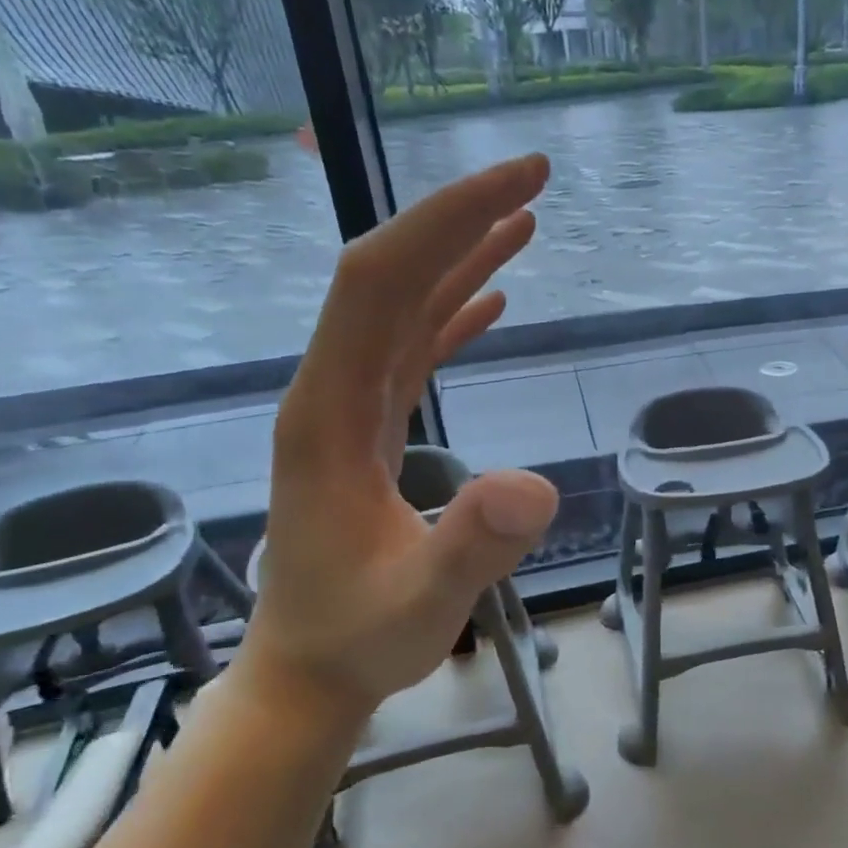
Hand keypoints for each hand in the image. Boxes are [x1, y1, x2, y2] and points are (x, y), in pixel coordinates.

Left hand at [235, 155, 559, 725]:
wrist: (311, 670)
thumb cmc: (360, 639)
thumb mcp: (420, 604)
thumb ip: (472, 547)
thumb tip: (536, 484)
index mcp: (328, 414)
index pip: (377, 286)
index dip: (443, 223)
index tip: (516, 185)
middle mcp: (331, 393)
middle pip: (387, 278)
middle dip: (458, 217)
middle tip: (534, 177)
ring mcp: (349, 409)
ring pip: (400, 307)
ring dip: (459, 256)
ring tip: (523, 219)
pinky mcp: (370, 429)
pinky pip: (410, 350)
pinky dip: (452, 312)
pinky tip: (491, 298)